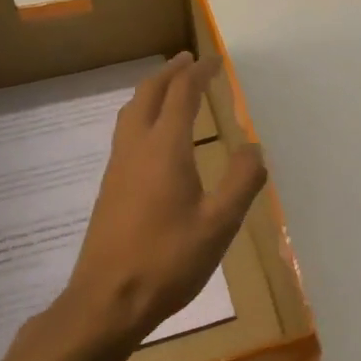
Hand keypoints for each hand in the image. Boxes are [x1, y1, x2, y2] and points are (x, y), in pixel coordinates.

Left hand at [63, 53, 266, 346]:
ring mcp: (118, 166)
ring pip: (131, 111)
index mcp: (165, 148)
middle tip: (189, 61)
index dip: (199, 73)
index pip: (182, 94)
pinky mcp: (110, 186)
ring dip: (152, 91)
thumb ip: (241, 182)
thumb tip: (253, 147)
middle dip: (170, 72)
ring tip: (171, 88)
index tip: (215, 60)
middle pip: (149, 94)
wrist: (107, 300)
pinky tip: (154, 136)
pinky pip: (126, 131)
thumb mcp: (219, 225)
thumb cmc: (168, 260)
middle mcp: (136, 147)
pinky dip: (142, 114)